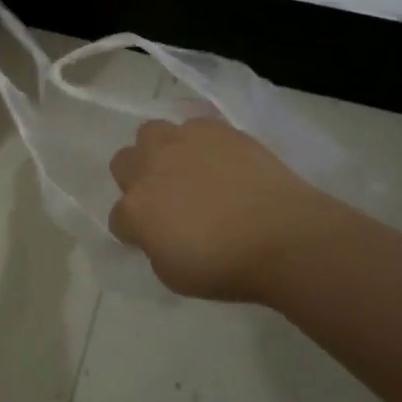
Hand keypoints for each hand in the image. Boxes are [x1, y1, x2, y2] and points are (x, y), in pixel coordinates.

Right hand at [108, 116, 331, 302]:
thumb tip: (158, 232)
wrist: (284, 237)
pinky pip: (194, 126)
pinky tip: (218, 159)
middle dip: (136, 178)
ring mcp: (183, 142)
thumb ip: (154, 246)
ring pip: (151, 133)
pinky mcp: (217, 129)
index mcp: (135, 208)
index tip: (151, 239)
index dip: (133, 230)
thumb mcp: (173, 274)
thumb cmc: (227, 267)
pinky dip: (199, 141)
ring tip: (186, 168)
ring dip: (160, 151)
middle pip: (123, 162)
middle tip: (162, 197)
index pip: (117, 218)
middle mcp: (150, 167)